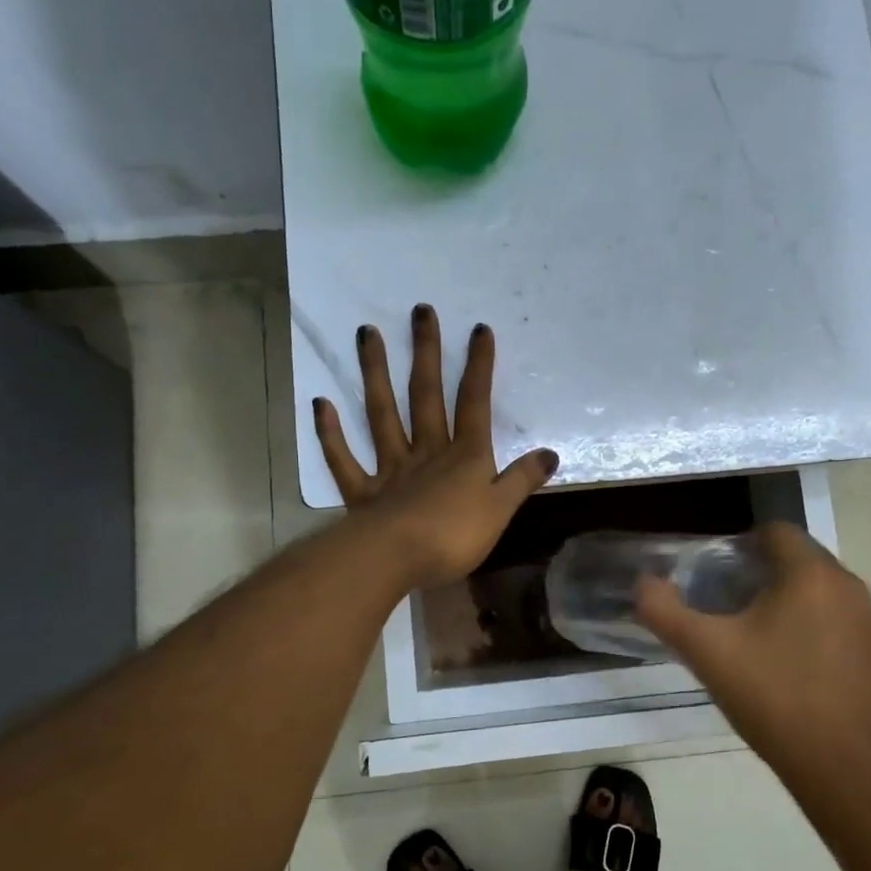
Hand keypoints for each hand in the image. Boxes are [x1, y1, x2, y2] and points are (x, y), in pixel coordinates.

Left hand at [314, 305, 557, 589]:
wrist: (397, 560)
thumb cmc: (455, 536)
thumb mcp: (501, 510)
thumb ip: (522, 480)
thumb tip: (550, 453)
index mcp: (464, 456)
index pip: (475, 403)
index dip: (479, 366)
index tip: (479, 330)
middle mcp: (426, 451)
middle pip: (425, 395)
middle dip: (425, 352)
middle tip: (419, 311)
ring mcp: (390, 468)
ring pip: (381, 414)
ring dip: (374, 373)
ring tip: (366, 333)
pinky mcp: (362, 493)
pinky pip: (344, 459)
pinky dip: (330, 434)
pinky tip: (320, 403)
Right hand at [635, 523, 870, 786]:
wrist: (845, 771)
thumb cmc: (774, 698)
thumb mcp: (706, 652)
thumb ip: (665, 611)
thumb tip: (643, 584)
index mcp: (811, 574)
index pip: (776, 531)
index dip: (742, 545)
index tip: (717, 577)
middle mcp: (850, 588)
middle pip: (800, 561)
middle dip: (763, 576)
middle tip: (729, 611)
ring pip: (822, 594)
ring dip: (790, 604)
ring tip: (758, 642)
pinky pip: (841, 626)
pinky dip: (816, 633)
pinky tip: (794, 672)